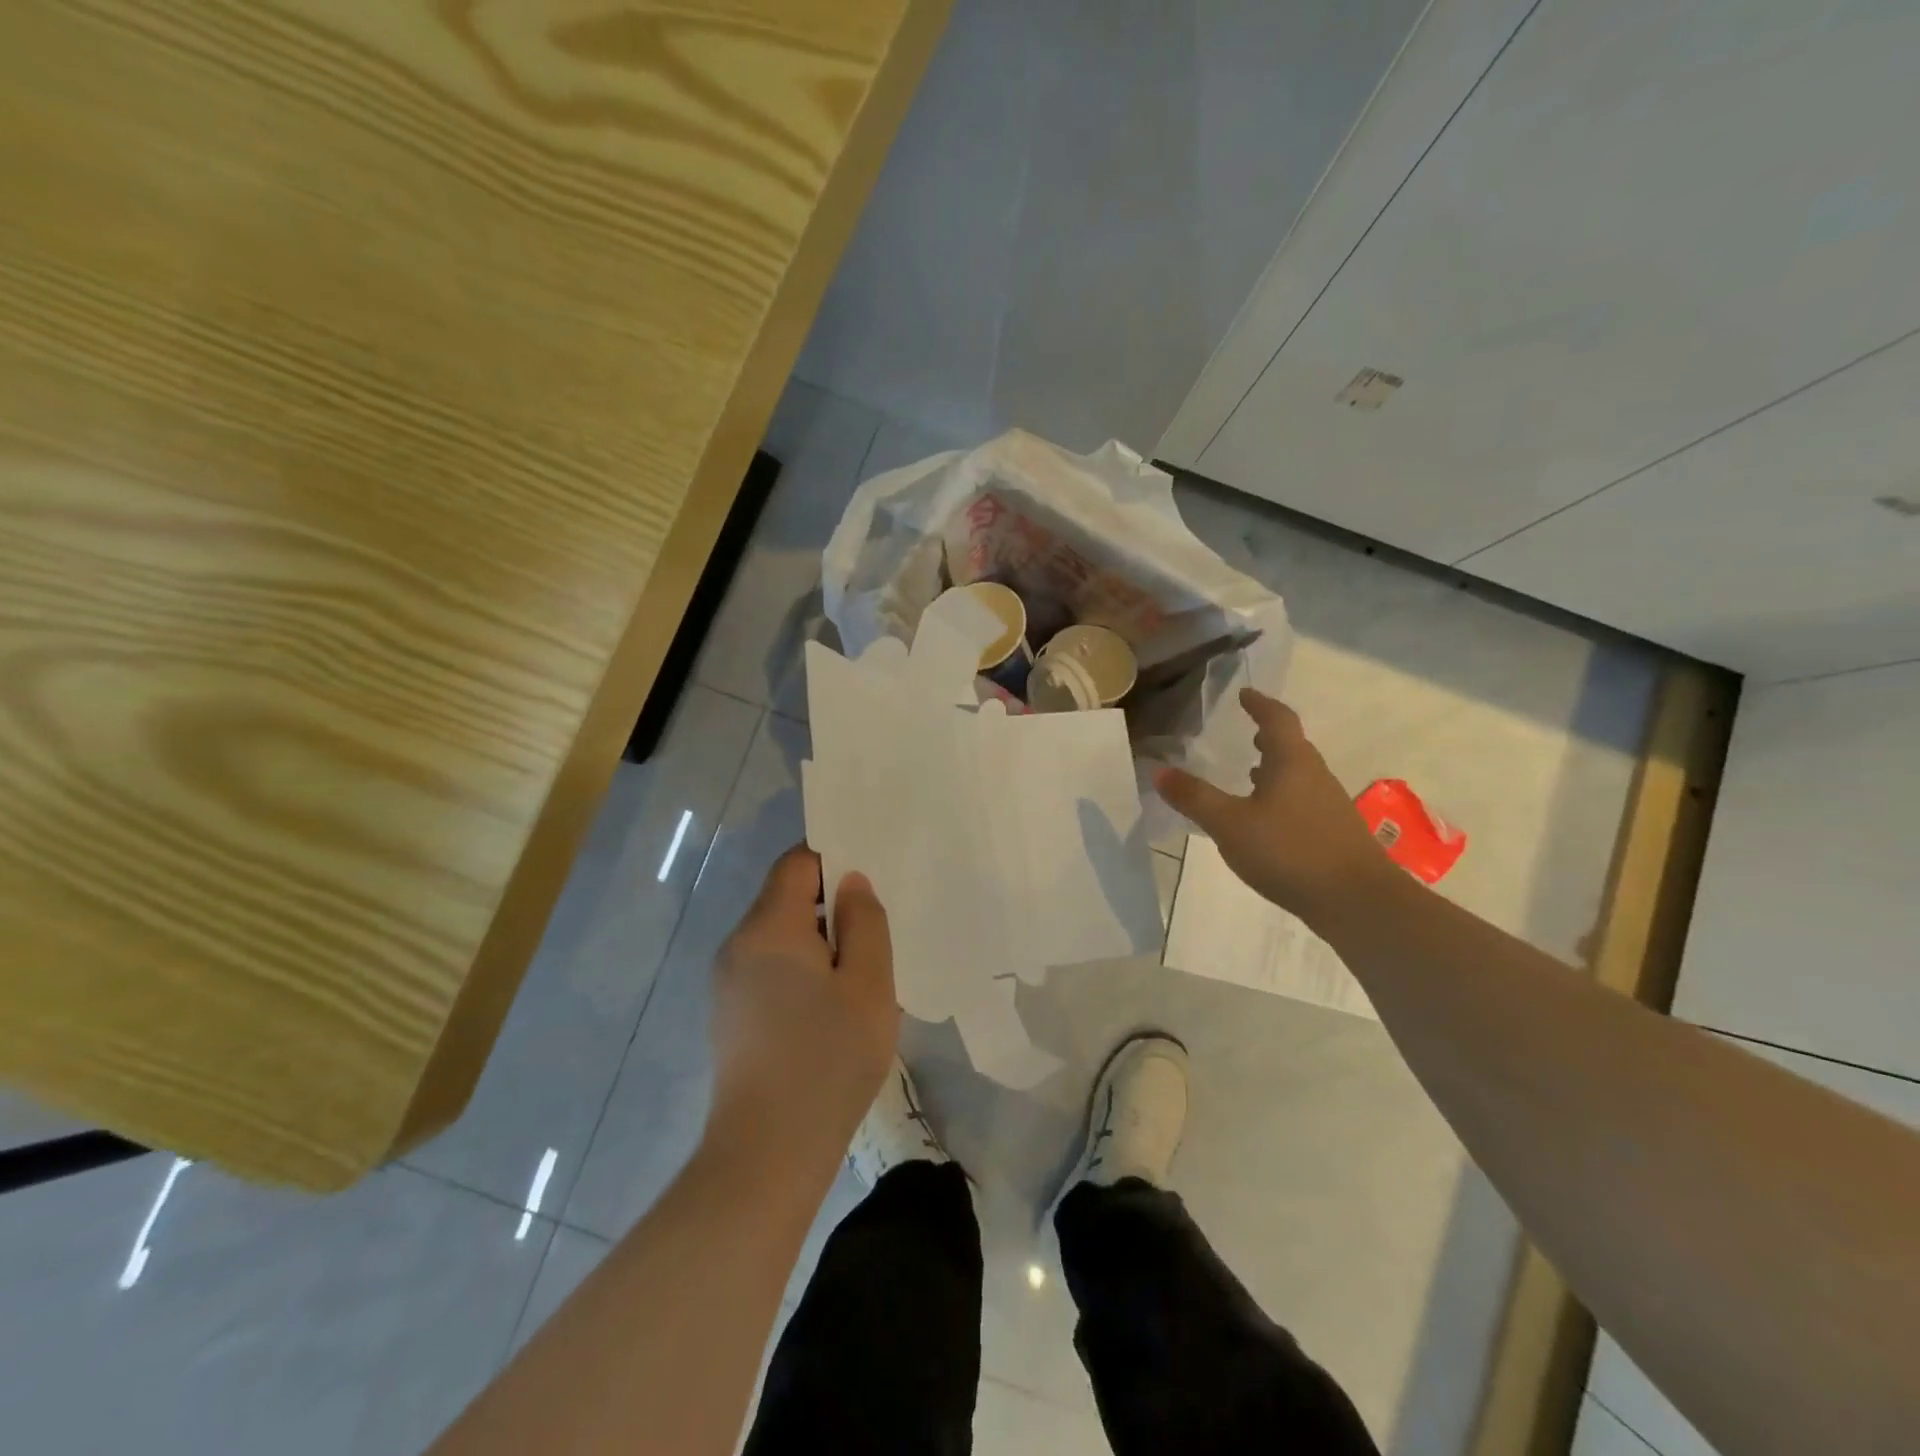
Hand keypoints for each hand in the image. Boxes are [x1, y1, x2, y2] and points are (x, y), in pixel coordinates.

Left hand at [707, 846, 898, 1172]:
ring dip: (818, 942)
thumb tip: (851, 882)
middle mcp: (738, 943)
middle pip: (786, 898)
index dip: (833, 858)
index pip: (797, 862)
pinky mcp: (728, 1013)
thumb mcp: (869, 985)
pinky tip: (827, 1010)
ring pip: (779, 936)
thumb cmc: (828, 1060)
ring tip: (857, 976)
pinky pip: (768, 967)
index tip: (869, 878)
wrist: (766, 1154)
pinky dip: (799, 970)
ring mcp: (727, 980)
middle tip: (874, 933)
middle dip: (830, 906)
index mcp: (770, 926)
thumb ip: (865, 922)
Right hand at [1156, 688, 1395, 923]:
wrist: (1359, 902)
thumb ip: (1195, 798)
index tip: (1245, 694)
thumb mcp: (1230, 824)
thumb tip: (1159, 771)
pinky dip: (1281, 798)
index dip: (1260, 704)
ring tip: (1250, 774)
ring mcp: (1329, 807)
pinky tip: (1267, 821)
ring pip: (1298, 776)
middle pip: (1292, 747)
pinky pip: (1302, 802)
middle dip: (1267, 737)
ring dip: (1274, 769)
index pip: (1277, 720)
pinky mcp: (1334, 834)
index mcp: (1292, 763)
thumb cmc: (1290, 851)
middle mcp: (1315, 776)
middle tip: (1246, 732)